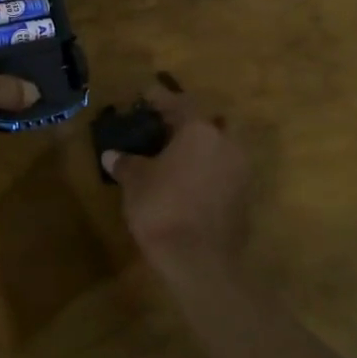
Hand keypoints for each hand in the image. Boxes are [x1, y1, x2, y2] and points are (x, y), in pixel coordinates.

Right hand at [102, 84, 249, 285]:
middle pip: (206, 123)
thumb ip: (125, 163)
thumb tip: (111, 155)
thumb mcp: (135, 181)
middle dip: (185, 123)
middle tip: (161, 127)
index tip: (145, 95)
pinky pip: (223, 171)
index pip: (179, 102)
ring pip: (218, 147)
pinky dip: (206, 170)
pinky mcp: (244, 198)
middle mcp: (226, 144)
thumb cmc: (163, 208)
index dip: (159, 97)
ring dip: (198, 148)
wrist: (200, 262)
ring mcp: (240, 172)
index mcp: (199, 130)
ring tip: (171, 155)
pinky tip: (185, 181)